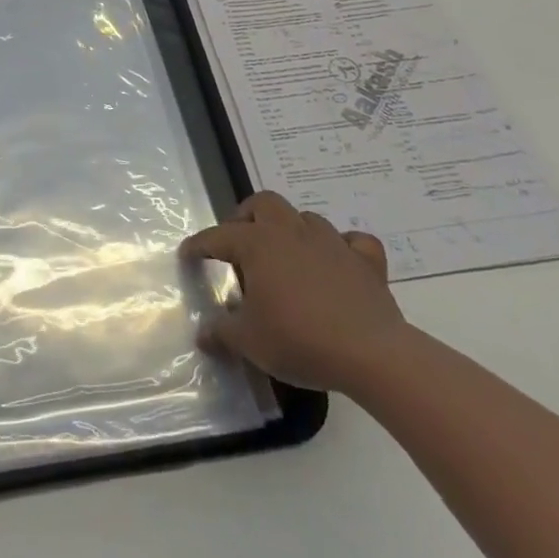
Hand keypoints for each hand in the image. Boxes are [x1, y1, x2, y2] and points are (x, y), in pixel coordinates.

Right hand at [180, 191, 407, 395]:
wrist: (370, 354)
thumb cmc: (298, 340)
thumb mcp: (248, 341)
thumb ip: (221, 333)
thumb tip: (203, 333)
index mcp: (257, 244)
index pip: (218, 237)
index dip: (199, 245)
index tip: (188, 254)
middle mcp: (291, 232)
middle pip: (264, 203)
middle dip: (247, 216)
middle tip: (240, 242)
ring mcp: (331, 242)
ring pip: (305, 218)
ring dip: (292, 230)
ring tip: (286, 256)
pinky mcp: (366, 261)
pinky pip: (354, 242)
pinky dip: (344, 247)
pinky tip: (339, 262)